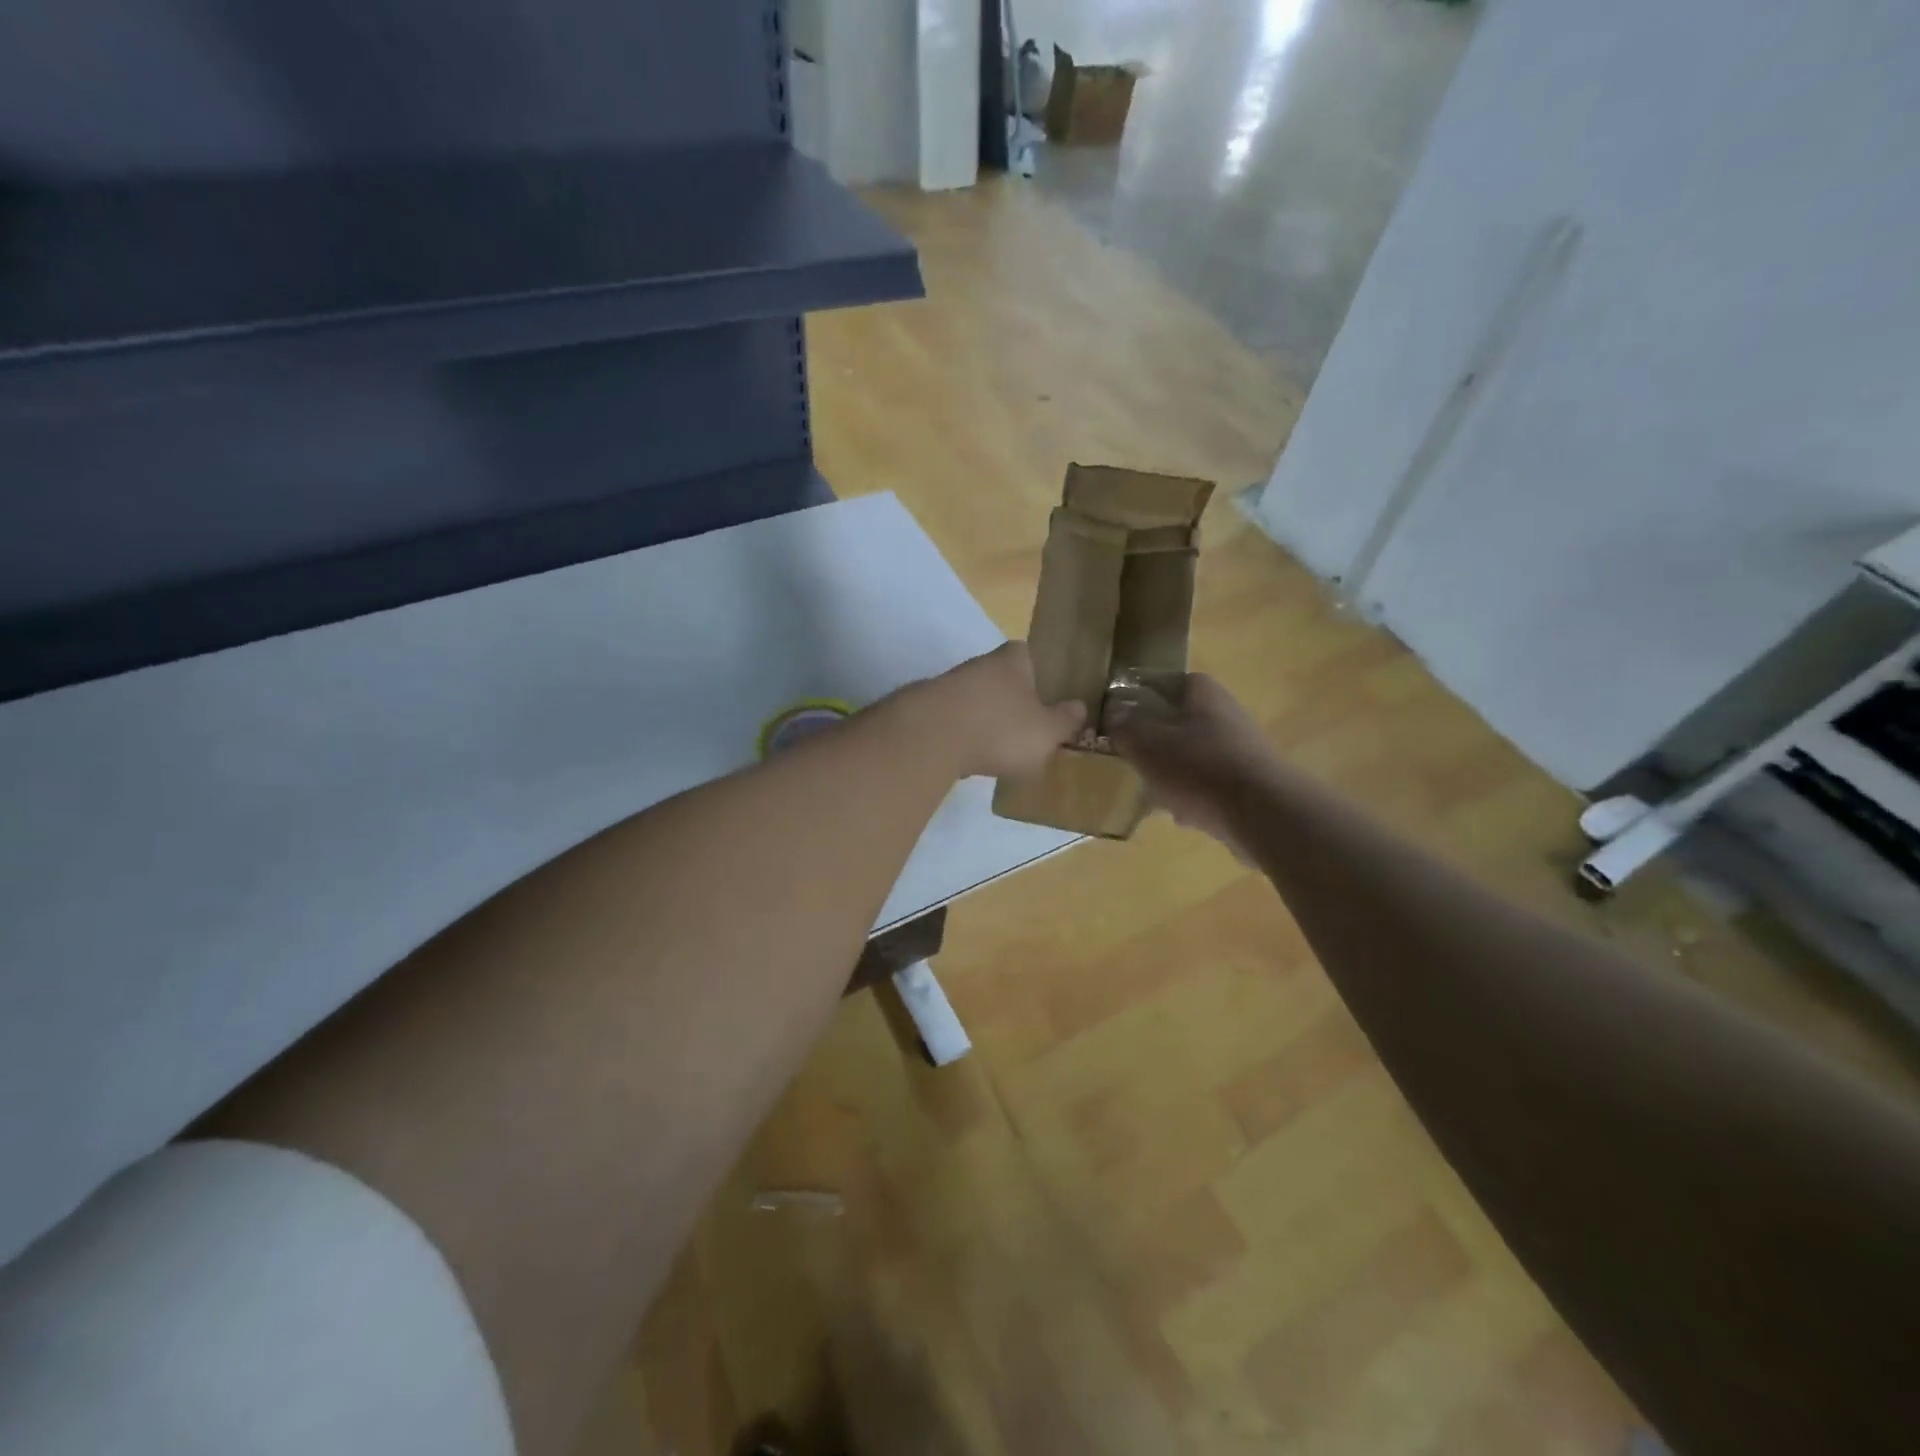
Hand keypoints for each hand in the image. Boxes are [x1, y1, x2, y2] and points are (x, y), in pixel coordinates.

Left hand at [909, 642, 1085, 779]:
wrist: (930, 738)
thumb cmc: (1000, 728)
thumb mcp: (1047, 731)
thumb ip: (1065, 720)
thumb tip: (1079, 707)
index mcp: (1013, 659)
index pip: (1028, 653)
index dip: (1039, 672)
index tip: (1047, 696)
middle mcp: (980, 664)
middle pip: (1000, 678)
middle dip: (1012, 701)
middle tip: (1027, 729)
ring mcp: (948, 685)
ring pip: (975, 700)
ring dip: (985, 720)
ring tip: (999, 751)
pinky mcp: (925, 711)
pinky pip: (953, 722)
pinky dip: (963, 737)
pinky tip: (969, 758)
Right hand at [1106, 672, 1272, 849]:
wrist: (1262, 813)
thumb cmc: (1197, 767)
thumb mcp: (1145, 744)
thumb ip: (1124, 727)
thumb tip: (1113, 715)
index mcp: (1200, 692)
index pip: (1163, 683)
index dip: (1137, 699)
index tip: (1118, 721)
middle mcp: (1224, 711)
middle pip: (1176, 721)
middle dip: (1153, 743)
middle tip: (1131, 760)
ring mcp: (1240, 747)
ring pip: (1191, 754)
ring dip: (1171, 773)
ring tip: (1152, 793)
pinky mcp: (1248, 780)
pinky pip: (1209, 783)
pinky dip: (1193, 795)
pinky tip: (1181, 815)